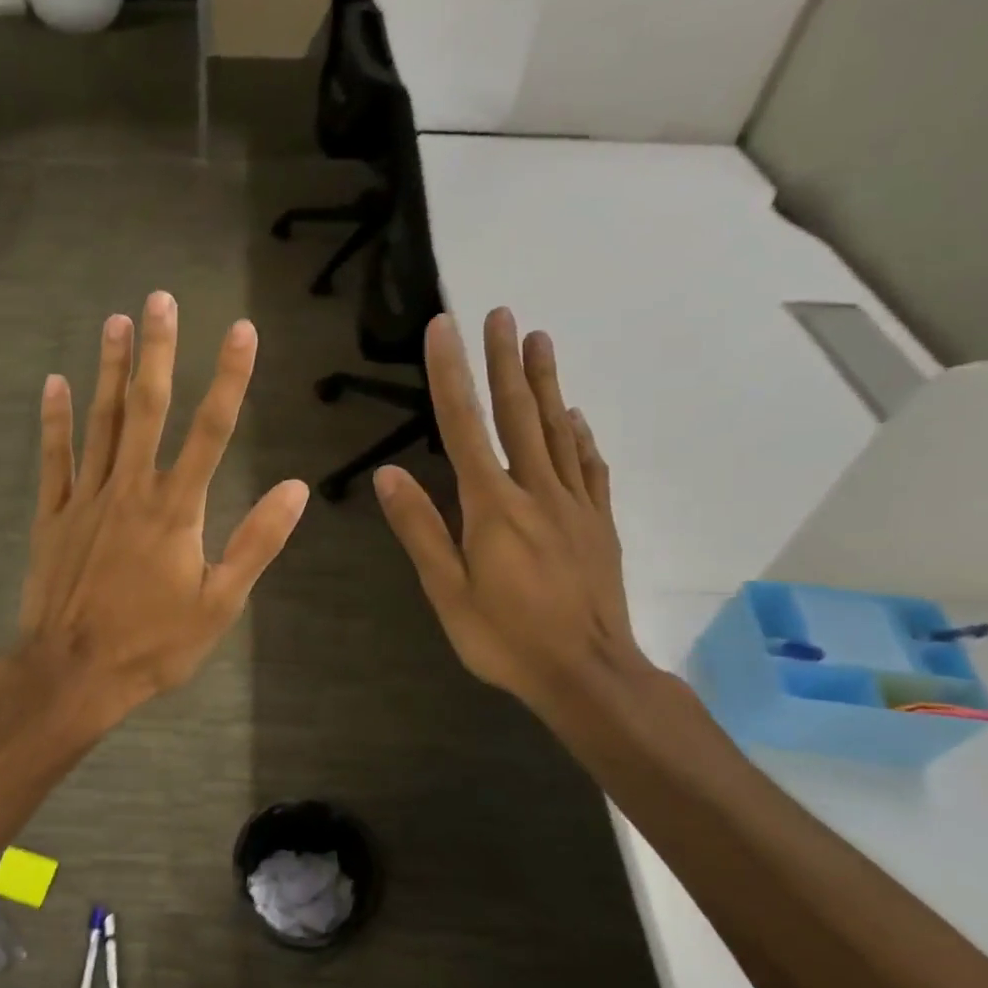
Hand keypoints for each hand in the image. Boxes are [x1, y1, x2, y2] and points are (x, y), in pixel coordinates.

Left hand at [18, 291, 309, 726]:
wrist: (74, 672)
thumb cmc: (154, 643)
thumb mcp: (219, 603)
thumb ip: (256, 542)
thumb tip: (296, 489)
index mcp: (176, 510)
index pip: (210, 431)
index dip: (229, 378)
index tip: (241, 331)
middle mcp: (130, 490)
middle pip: (147, 409)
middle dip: (158, 351)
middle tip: (160, 299)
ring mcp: (85, 500)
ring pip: (100, 423)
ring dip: (110, 371)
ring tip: (116, 322)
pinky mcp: (52, 517)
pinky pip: (53, 460)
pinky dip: (54, 421)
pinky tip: (54, 384)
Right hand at [375, 308, 647, 717]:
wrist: (588, 674)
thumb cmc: (506, 637)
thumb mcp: (448, 591)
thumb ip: (420, 529)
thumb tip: (388, 474)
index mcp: (493, 506)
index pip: (465, 427)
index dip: (452, 375)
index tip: (444, 329)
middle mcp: (537, 491)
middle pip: (518, 414)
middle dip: (505, 361)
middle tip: (501, 313)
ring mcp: (575, 505)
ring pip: (558, 430)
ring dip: (545, 383)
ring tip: (540, 339)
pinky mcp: (599, 523)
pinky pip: (589, 467)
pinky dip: (580, 435)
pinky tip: (575, 417)